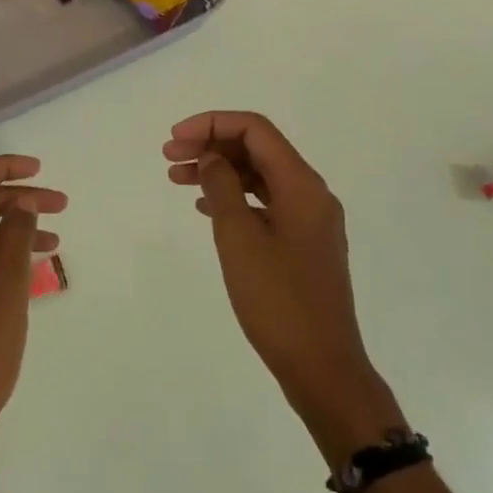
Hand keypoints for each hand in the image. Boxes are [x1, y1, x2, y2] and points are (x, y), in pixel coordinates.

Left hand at [0, 155, 65, 464]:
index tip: (39, 170)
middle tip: (61, 204)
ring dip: (13, 228)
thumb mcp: (5, 292)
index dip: (2, 167)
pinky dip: (1, 254)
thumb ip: (14, 239)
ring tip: (54, 239)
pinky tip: (30, 268)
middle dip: (17, 198)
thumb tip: (22, 202)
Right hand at [164, 113, 400, 458]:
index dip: (211, 124)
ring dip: (219, 172)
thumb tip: (213, 157)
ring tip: (177, 179)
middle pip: (257, 149)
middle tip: (169, 157)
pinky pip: (265, 203)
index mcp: (302, 185)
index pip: (255, 129)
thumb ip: (223, 188)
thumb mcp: (239, 238)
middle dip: (212, 145)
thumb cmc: (278, 300)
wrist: (322, 367)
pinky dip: (234, 197)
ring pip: (259, 177)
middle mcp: (311, 193)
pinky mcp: (302, 244)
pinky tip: (205, 207)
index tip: (175, 139)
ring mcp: (309, 220)